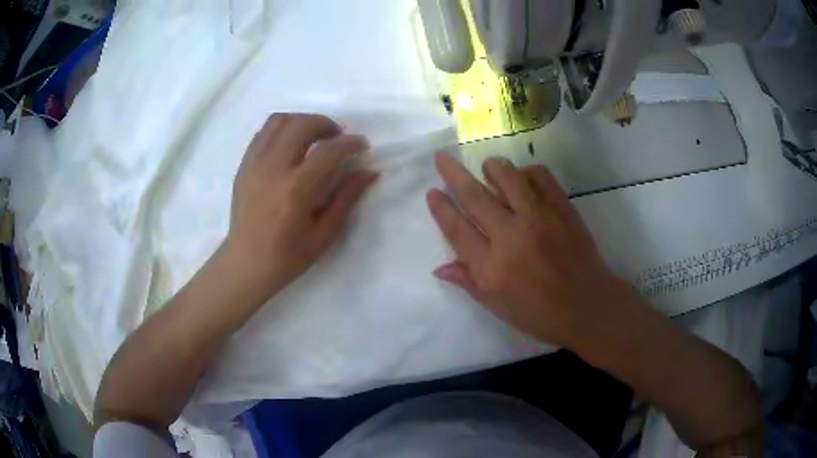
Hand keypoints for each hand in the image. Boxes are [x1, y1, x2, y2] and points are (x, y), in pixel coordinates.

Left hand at [224, 113, 377, 297]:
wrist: (246, 263)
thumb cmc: (288, 256)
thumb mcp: (324, 234)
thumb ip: (347, 198)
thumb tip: (369, 171)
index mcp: (296, 190)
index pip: (329, 151)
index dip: (350, 143)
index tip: (362, 145)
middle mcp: (273, 169)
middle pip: (302, 125)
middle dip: (326, 124)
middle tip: (337, 137)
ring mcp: (254, 164)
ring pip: (279, 121)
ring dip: (302, 121)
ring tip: (313, 136)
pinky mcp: (244, 165)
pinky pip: (263, 132)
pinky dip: (281, 129)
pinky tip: (290, 143)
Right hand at [427, 153, 634, 347]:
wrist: (588, 306)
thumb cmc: (539, 314)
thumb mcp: (497, 306)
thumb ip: (468, 282)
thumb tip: (439, 268)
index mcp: (490, 267)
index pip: (457, 228)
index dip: (441, 207)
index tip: (432, 191)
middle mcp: (511, 236)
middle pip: (474, 196)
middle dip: (452, 173)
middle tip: (441, 158)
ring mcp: (539, 218)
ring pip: (507, 176)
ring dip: (491, 167)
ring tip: (487, 168)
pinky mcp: (562, 208)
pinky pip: (539, 176)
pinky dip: (526, 172)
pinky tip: (523, 180)